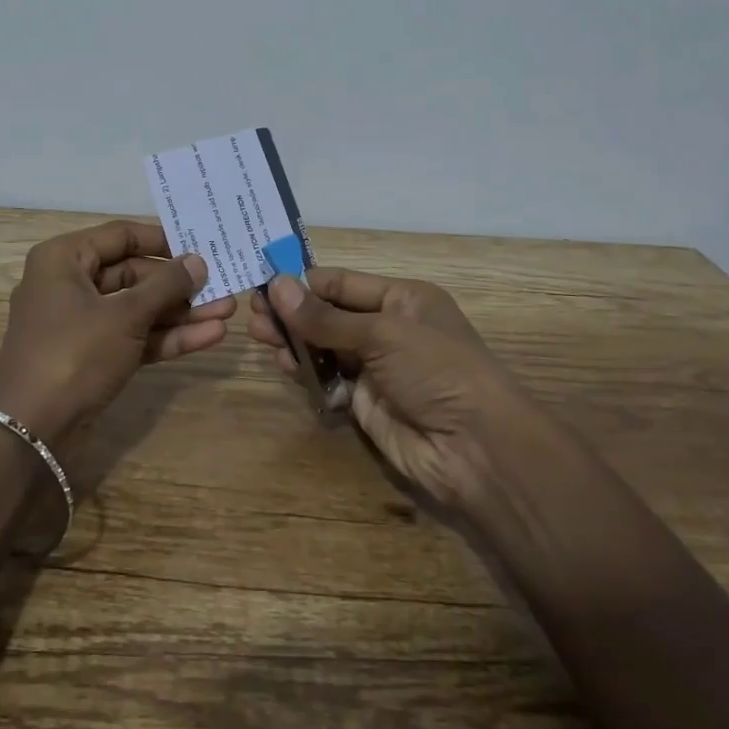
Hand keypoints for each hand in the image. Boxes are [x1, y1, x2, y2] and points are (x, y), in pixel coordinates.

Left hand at [0, 220, 234, 444]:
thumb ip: (166, 285)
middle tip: (223, 284)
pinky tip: (209, 337)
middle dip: (179, 284)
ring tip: (228, 312)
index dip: (163, 240)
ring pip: (138, 308)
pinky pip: (133, 336)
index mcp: (64, 259)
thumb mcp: (125, 315)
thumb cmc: (74, 353)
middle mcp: (70, 284)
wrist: (32, 432)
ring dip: (181, 312)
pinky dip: (166, 336)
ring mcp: (81, 323)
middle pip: (134, 274)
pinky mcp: (92, 356)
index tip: (201, 245)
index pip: (121, 236)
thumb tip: (198, 261)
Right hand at [248, 267, 544, 514]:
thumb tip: (276, 285)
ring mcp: (375, 367)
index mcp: (401, 299)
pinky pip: (327, 380)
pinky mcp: (364, 403)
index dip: (303, 281)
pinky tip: (285, 366)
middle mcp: (387, 328)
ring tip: (258, 336)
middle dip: (292, 312)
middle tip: (252, 313)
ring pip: (323, 346)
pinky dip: (306, 373)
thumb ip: (325, 316)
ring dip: (293, 341)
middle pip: (328, 314)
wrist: (476, 449)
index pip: (342, 282)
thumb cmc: (437, 370)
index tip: (262, 280)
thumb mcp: (382, 334)